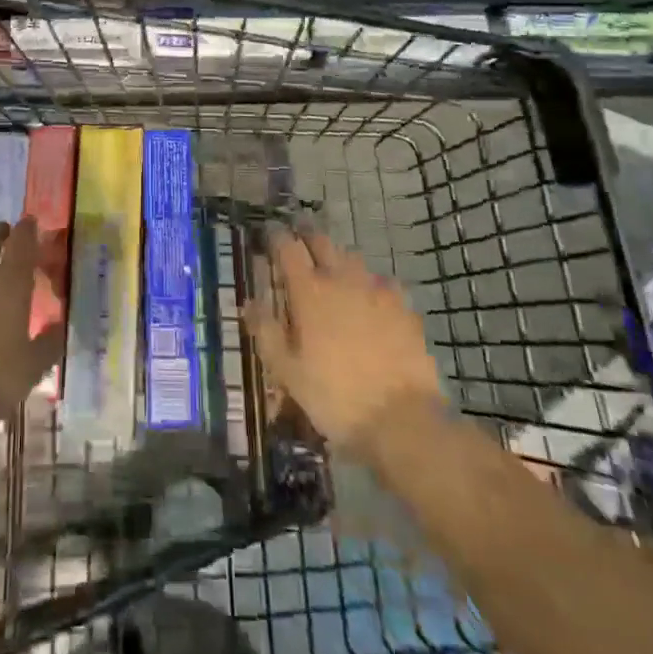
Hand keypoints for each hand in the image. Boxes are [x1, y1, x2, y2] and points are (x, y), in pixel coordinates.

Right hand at [245, 230, 445, 456]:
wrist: (402, 420)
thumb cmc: (335, 397)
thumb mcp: (288, 372)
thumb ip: (266, 332)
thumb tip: (249, 302)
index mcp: (309, 292)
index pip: (288, 248)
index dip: (276, 236)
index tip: (269, 233)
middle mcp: (341, 279)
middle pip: (321, 242)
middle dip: (307, 233)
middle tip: (299, 233)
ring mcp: (376, 290)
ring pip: (352, 258)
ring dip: (338, 256)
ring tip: (333, 266)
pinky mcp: (403, 307)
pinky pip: (383, 282)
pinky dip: (372, 283)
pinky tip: (373, 297)